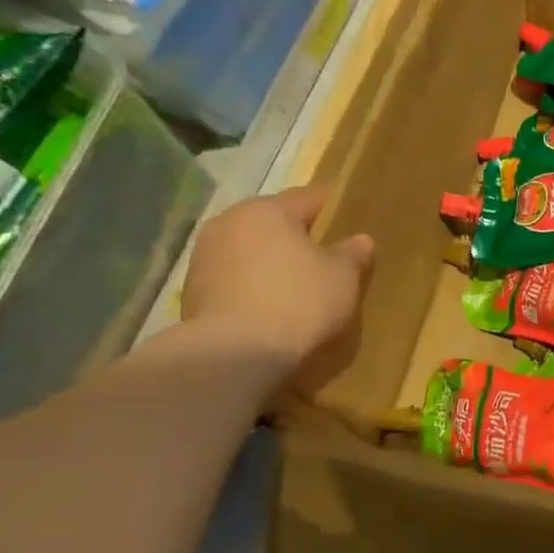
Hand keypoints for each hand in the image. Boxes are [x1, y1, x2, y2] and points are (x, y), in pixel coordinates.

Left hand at [181, 185, 373, 391]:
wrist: (234, 355)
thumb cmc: (298, 301)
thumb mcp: (342, 277)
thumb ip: (353, 253)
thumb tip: (360, 240)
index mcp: (266, 210)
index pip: (309, 197)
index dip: (335, 204)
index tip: (353, 211)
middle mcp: (229, 222)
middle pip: (275, 222)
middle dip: (300, 235)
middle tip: (328, 252)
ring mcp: (204, 257)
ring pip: (251, 251)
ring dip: (273, 261)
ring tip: (299, 282)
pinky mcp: (193, 292)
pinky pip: (236, 279)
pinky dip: (255, 285)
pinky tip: (273, 306)